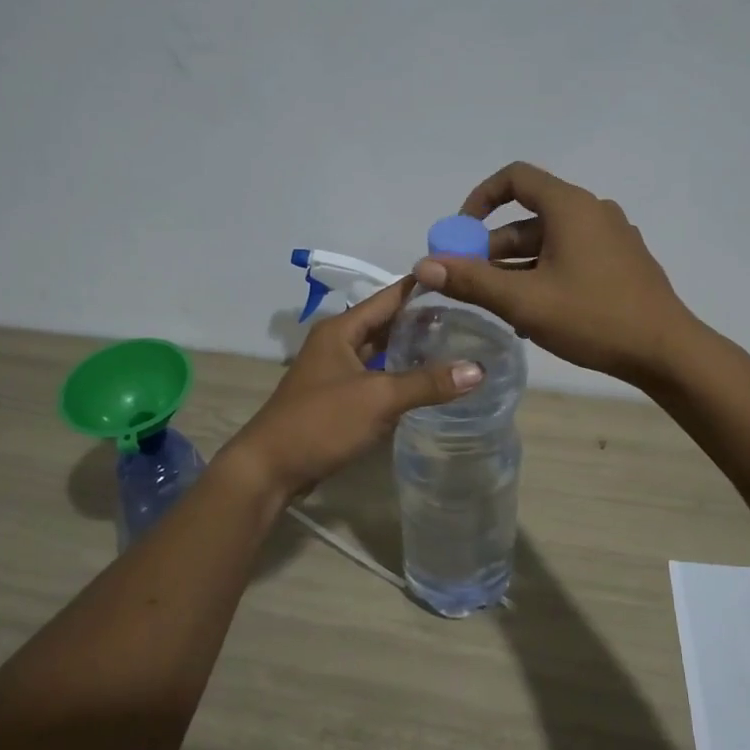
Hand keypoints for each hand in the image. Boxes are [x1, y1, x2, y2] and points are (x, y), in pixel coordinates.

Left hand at [220, 278, 483, 500]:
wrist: (270, 468)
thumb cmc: (321, 422)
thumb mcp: (378, 398)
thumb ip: (427, 383)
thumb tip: (479, 369)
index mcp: (341, 329)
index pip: (389, 297)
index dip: (422, 288)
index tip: (461, 280)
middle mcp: (337, 343)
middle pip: (385, 323)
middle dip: (422, 319)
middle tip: (469, 316)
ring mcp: (335, 372)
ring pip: (381, 351)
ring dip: (411, 349)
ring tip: (455, 345)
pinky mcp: (338, 399)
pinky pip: (376, 377)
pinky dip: (399, 376)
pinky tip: (426, 382)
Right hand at [412, 161, 698, 384]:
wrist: (666, 352)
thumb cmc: (592, 317)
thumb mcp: (524, 301)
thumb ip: (471, 281)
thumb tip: (424, 264)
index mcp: (570, 206)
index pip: (515, 178)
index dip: (480, 199)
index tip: (460, 233)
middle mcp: (592, 212)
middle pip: (529, 217)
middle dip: (493, 246)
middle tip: (469, 279)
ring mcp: (611, 238)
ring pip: (550, 242)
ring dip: (516, 266)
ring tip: (496, 304)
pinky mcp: (621, 263)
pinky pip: (571, 257)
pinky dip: (544, 274)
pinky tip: (532, 314)